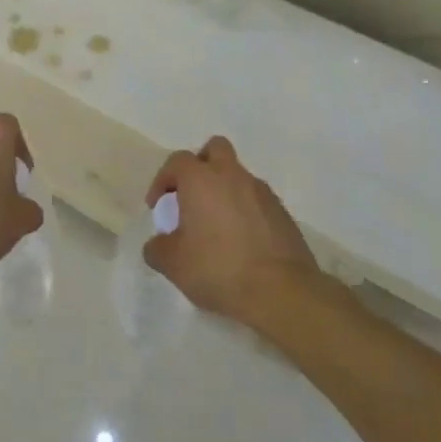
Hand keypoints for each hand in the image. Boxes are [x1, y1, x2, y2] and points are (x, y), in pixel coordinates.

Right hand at [144, 136, 317, 324]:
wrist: (281, 292)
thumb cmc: (218, 269)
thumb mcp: (173, 264)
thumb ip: (157, 248)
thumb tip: (158, 244)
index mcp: (201, 180)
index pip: (176, 161)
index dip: (163, 180)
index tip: (159, 207)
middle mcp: (232, 176)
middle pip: (215, 149)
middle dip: (200, 166)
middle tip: (191, 197)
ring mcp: (262, 192)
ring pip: (238, 176)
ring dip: (224, 190)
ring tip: (216, 226)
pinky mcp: (283, 213)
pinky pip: (257, 200)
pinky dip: (245, 211)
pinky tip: (241, 241)